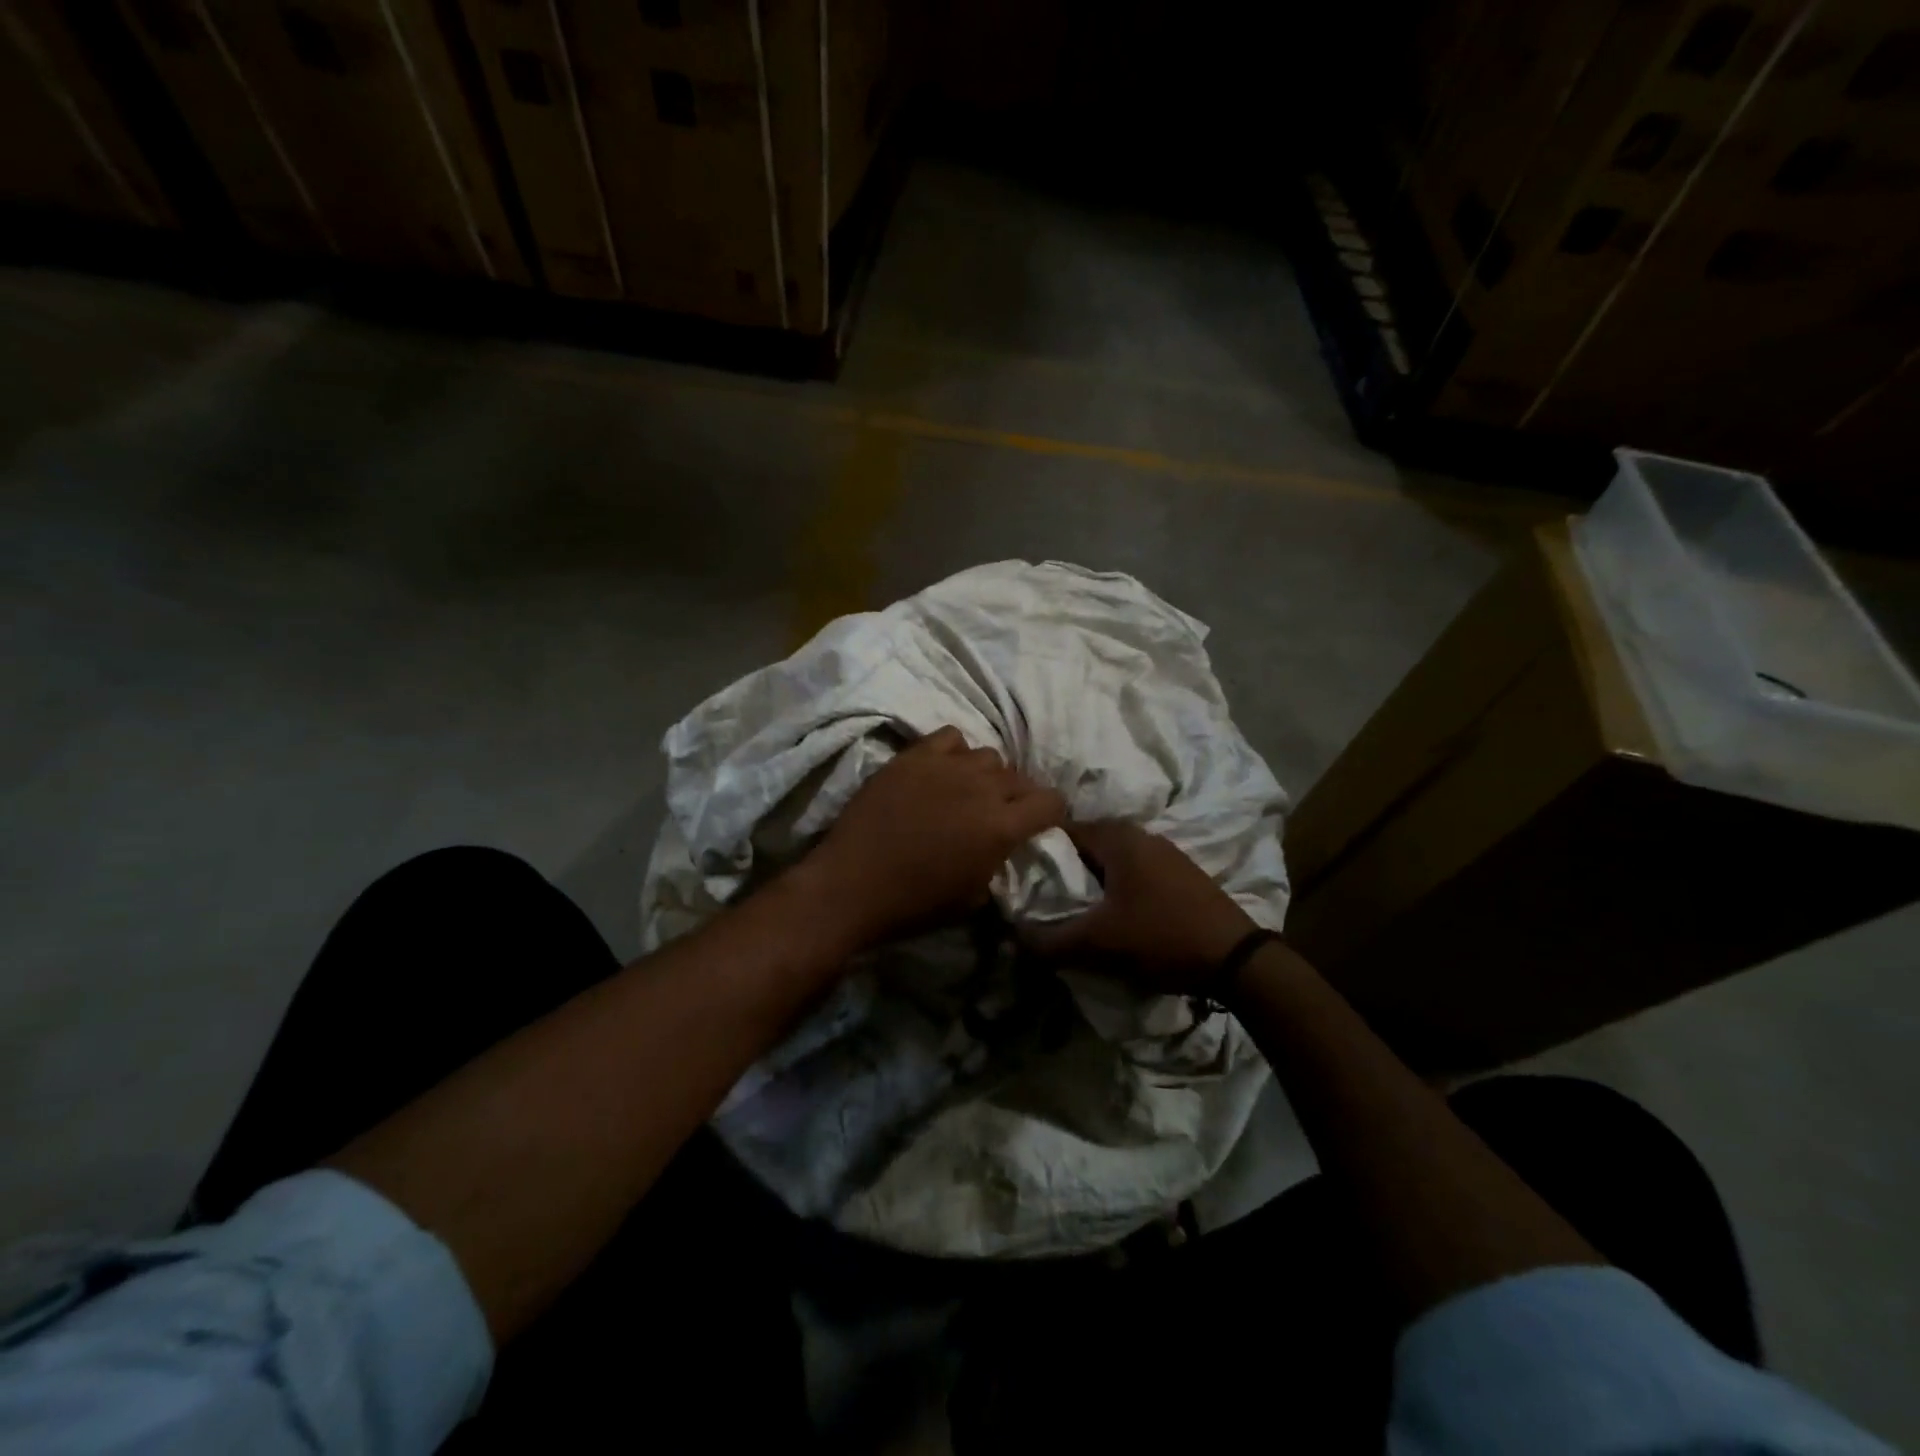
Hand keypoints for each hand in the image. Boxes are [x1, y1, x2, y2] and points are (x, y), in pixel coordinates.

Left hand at [802, 726, 1067, 949]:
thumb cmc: (915, 903)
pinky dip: (955, 752)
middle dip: (1020, 796)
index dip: (1051, 813)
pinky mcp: (913, 757)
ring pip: (988, 755)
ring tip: (970, 790)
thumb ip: (998, 860)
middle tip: (1002, 813)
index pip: (1051, 802)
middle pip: (1021, 777)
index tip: (1040, 824)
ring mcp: (945, 767)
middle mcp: (981, 788)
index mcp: (1001, 826)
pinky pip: (950, 738)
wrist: (852, 884)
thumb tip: (1002, 845)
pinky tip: (943, 771)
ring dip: (987, 774)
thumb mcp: (974, 896)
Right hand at [1023, 821, 1260, 994]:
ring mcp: (1165, 853)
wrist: (1236, 960)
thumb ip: (1049, 942)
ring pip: (1111, 861)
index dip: (1037, 853)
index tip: (1022, 879)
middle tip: (1044, 899)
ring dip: (1092, 882)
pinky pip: (1134, 873)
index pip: (1061, 830)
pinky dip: (1116, 889)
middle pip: (1086, 846)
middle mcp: (1140, 834)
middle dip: (1064, 870)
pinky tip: (1114, 917)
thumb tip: (1014, 938)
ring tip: (1075, 912)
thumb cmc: (1161, 937)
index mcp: (1117, 837)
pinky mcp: (1181, 875)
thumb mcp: (1097, 944)